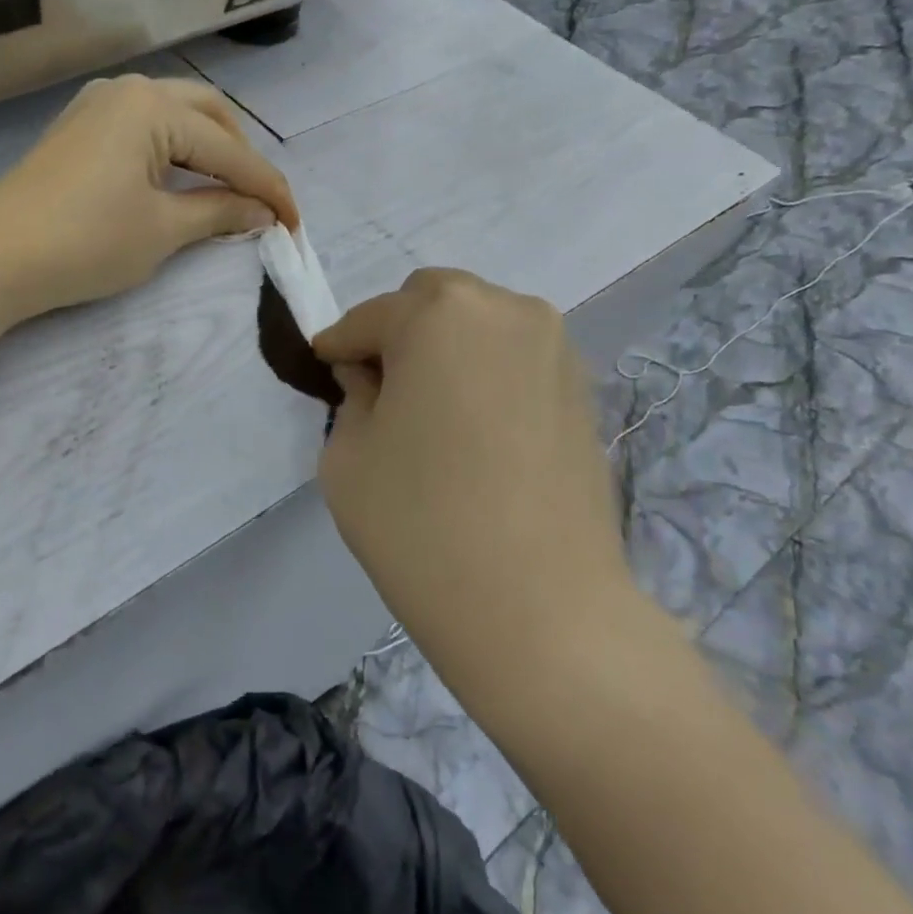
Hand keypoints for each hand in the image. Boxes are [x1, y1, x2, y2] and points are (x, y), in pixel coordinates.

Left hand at [0, 74, 296, 311]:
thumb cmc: (87, 241)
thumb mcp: (162, 230)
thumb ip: (218, 212)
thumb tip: (261, 213)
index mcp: (153, 106)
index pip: (228, 150)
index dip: (266, 189)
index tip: (294, 222)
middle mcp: (127, 90)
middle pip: (206, 114)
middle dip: (239, 157)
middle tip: (257, 202)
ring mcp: (97, 106)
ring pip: (173, 117)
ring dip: (207, 150)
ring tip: (225, 192)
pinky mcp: (79, 129)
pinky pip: (143, 128)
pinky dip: (172, 152)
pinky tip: (178, 180)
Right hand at [314, 269, 639, 691]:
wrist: (540, 610)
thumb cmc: (420, 523)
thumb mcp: (347, 454)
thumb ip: (352, 398)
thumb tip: (372, 379)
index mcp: (440, 313)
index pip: (370, 318)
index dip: (340, 348)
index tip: (328, 374)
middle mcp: (507, 312)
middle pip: (432, 303)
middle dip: (398, 336)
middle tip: (381, 393)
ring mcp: (557, 350)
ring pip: (479, 328)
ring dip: (444, 353)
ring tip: (430, 417)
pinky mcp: (585, 394)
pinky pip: (515, 362)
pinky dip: (484, 378)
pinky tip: (473, 436)